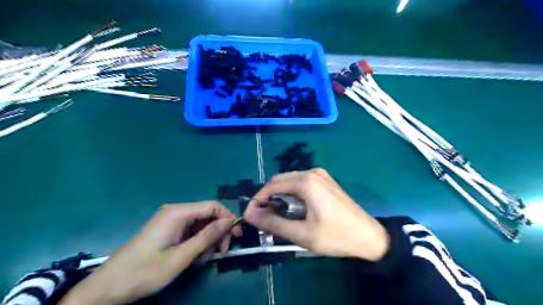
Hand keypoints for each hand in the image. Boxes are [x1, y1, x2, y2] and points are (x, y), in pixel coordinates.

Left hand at [58, 202, 240, 304]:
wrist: (108, 286)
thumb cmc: (145, 271)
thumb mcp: (181, 257)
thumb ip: (207, 237)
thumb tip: (229, 221)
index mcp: (178, 213)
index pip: (213, 206)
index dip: (228, 218)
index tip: (236, 236)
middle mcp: (175, 211)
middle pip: (207, 214)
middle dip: (218, 231)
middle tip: (222, 252)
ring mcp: (170, 220)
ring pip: (200, 223)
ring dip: (208, 239)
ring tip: (205, 258)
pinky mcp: (167, 228)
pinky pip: (190, 229)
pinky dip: (197, 241)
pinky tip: (195, 256)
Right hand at [244, 168, 388, 260]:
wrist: (368, 236)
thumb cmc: (335, 236)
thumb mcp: (302, 234)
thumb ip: (273, 223)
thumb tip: (250, 215)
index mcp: (306, 182)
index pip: (272, 185)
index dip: (258, 199)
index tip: (251, 215)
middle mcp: (312, 172)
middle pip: (280, 180)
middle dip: (268, 197)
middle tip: (263, 217)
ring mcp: (320, 175)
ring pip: (290, 181)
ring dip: (280, 195)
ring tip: (277, 215)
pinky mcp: (325, 181)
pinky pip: (301, 183)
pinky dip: (292, 194)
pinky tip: (294, 209)